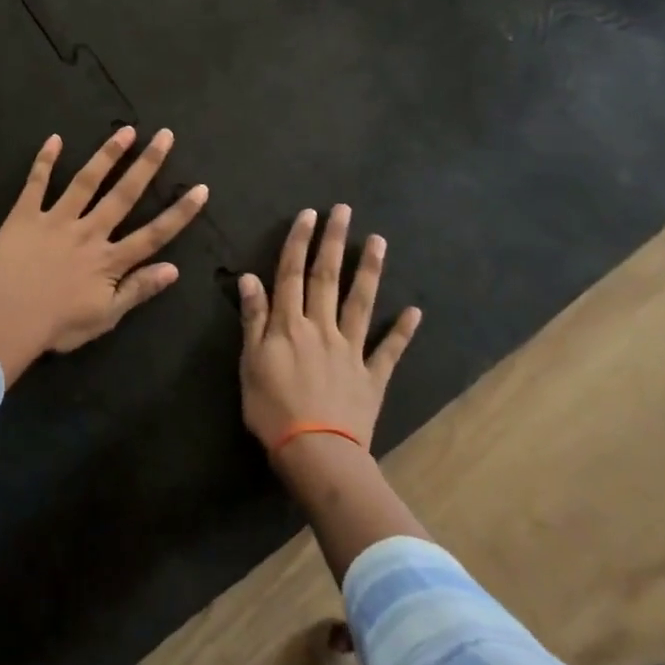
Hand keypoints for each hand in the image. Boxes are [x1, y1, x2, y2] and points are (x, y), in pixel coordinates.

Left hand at [0, 128, 208, 384]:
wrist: (4, 319)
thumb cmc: (56, 325)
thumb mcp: (105, 317)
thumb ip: (138, 290)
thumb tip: (174, 269)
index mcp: (109, 260)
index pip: (153, 233)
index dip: (179, 213)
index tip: (200, 189)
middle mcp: (88, 232)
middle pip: (123, 194)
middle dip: (147, 164)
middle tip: (165, 136)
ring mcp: (56, 220)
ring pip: (86, 181)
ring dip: (107, 154)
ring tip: (126, 131)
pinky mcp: (25, 216)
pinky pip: (36, 184)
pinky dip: (45, 160)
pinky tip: (54, 138)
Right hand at [238, 205, 421, 455]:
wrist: (315, 453)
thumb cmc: (272, 409)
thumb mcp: (250, 363)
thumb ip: (254, 320)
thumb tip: (251, 278)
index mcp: (289, 325)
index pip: (292, 275)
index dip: (299, 243)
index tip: (308, 215)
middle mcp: (321, 328)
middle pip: (327, 278)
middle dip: (333, 242)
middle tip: (343, 210)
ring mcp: (351, 350)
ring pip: (360, 303)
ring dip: (368, 271)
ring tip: (378, 241)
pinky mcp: (371, 376)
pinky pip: (389, 350)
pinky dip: (402, 331)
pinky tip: (414, 311)